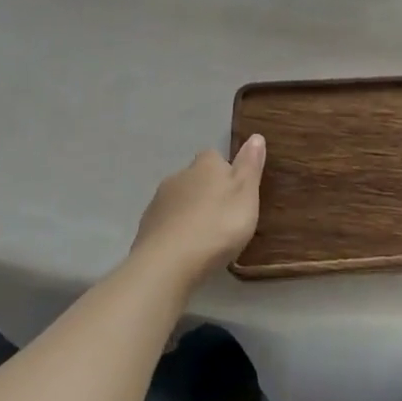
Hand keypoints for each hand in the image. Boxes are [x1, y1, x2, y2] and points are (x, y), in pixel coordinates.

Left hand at [127, 135, 265, 290]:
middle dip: (207, 191)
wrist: (168, 264)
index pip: (215, 156)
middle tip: (225, 215)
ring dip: (190, 211)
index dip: (226, 170)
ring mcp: (158, 202)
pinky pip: (166, 223)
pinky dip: (176, 231)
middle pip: (196, 178)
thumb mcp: (246, 193)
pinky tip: (185, 249)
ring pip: (179, 200)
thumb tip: (255, 136)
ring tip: (206, 236)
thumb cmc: (218, 225)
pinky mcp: (146, 228)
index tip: (237, 190)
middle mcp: (179, 176)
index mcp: (206, 165)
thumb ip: (250, 165)